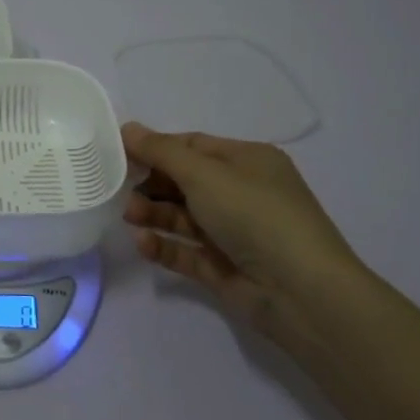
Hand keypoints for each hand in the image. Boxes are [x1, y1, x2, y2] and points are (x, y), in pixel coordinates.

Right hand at [121, 122, 364, 330]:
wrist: (301, 292)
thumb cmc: (255, 215)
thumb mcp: (204, 173)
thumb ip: (161, 151)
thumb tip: (127, 128)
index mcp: (247, 162)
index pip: (193, 146)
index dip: (155, 147)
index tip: (118, 153)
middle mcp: (242, 193)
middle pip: (184, 182)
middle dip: (151, 184)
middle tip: (119, 190)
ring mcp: (233, 233)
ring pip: (183, 217)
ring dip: (153, 214)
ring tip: (129, 217)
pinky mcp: (223, 268)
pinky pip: (185, 252)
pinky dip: (163, 246)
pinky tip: (143, 244)